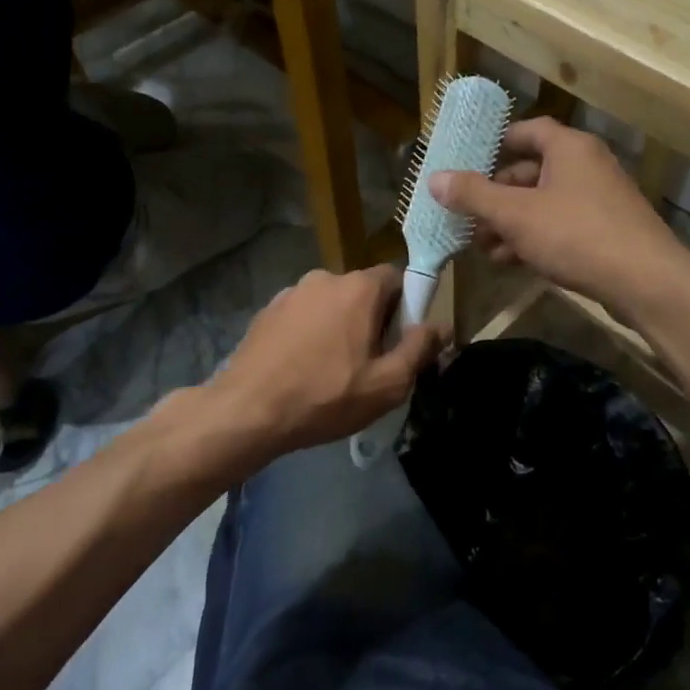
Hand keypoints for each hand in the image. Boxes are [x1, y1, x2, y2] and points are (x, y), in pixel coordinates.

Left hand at [200, 266, 446, 461]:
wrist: (247, 412)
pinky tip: (303, 367)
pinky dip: (311, 333)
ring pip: (331, 303)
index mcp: (359, 288)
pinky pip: (303, 315)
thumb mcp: (387, 384)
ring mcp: (291, 292)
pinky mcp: (267, 311)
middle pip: (364, 291)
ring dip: (340, 326)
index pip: (398, 277)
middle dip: (373, 319)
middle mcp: (325, 278)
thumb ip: (419, 349)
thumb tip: (442, 326)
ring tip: (333, 369)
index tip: (401, 341)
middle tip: (370, 362)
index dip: (407, 307)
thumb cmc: (325, 397)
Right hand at [429, 118, 689, 316]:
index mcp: (568, 148)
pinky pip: (560, 225)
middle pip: (530, 171)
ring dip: (510, 223)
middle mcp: (586, 165)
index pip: (526, 131)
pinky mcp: (606, 231)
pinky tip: (511, 262)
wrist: (646, 282)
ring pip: (543, 203)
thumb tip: (434, 178)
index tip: (466, 162)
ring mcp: (599, 199)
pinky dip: (534, 237)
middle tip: (466, 218)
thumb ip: (474, 195)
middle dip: (495, 196)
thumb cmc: (576, 235)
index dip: (494, 144)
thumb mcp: (516, 215)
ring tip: (481, 248)